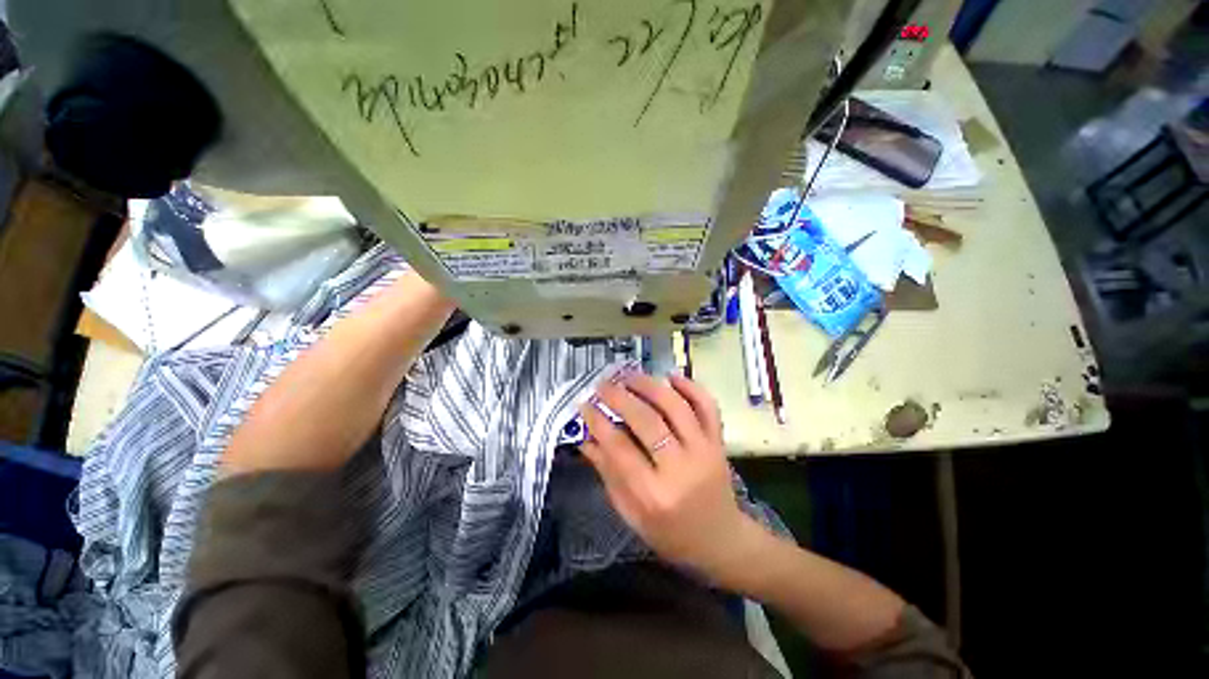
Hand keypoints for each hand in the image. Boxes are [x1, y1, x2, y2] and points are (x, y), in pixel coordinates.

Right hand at [579, 373, 768, 585]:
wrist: (720, 540)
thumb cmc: (669, 533)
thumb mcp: (630, 513)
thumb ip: (608, 473)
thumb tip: (585, 438)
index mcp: (654, 495)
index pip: (619, 448)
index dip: (598, 422)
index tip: (584, 404)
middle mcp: (680, 469)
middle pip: (647, 421)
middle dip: (620, 397)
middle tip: (602, 385)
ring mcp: (704, 451)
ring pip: (676, 407)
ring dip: (649, 386)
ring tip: (628, 376)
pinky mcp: (718, 442)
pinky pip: (707, 406)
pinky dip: (691, 387)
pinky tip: (670, 377)